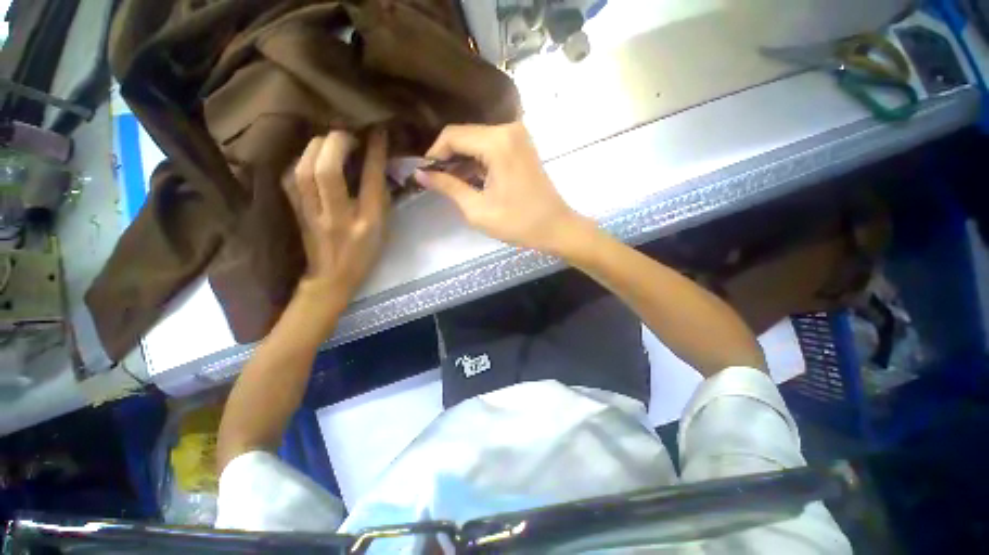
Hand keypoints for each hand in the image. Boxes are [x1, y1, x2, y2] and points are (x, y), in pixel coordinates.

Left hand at [285, 129, 388, 297]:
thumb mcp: (383, 229)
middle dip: (336, 142)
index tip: (377, 132)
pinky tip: (310, 156)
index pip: (370, 181)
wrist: (333, 276)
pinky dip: (300, 161)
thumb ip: (382, 199)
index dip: (374, 152)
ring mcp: (312, 213)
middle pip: (327, 171)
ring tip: (329, 141)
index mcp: (367, 222)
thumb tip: (377, 165)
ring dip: (315, 147)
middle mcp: (338, 215)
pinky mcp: (296, 211)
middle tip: (348, 134)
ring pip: (303, 170)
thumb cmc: (365, 253)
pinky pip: (291, 178)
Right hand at [416, 122, 589, 254]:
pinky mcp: (522, 145)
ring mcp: (518, 136)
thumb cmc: (517, 223)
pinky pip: (491, 146)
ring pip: (477, 140)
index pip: (453, 135)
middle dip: (448, 157)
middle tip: (437, 181)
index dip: (434, 154)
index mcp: (497, 143)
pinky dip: (478, 161)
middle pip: (465, 135)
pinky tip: (471, 179)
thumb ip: (448, 187)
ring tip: (452, 183)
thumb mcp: (477, 209)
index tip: (425, 173)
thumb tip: (420, 174)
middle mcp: (508, 129)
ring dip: (463, 160)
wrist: (555, 228)